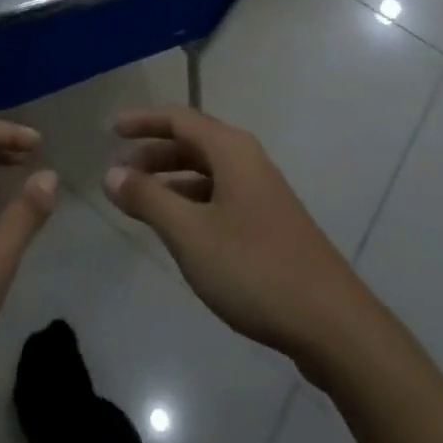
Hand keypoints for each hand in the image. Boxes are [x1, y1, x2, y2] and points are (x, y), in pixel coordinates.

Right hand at [103, 107, 374, 369]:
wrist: (332, 324)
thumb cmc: (254, 268)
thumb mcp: (190, 234)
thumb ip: (148, 199)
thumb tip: (111, 172)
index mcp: (231, 150)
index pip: (179, 118)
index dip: (143, 121)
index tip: (111, 130)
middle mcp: (247, 160)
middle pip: (193, 142)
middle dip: (154, 152)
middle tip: (120, 171)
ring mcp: (262, 193)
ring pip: (207, 172)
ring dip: (172, 180)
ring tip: (140, 201)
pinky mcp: (270, 224)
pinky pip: (220, 197)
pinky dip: (192, 202)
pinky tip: (179, 230)